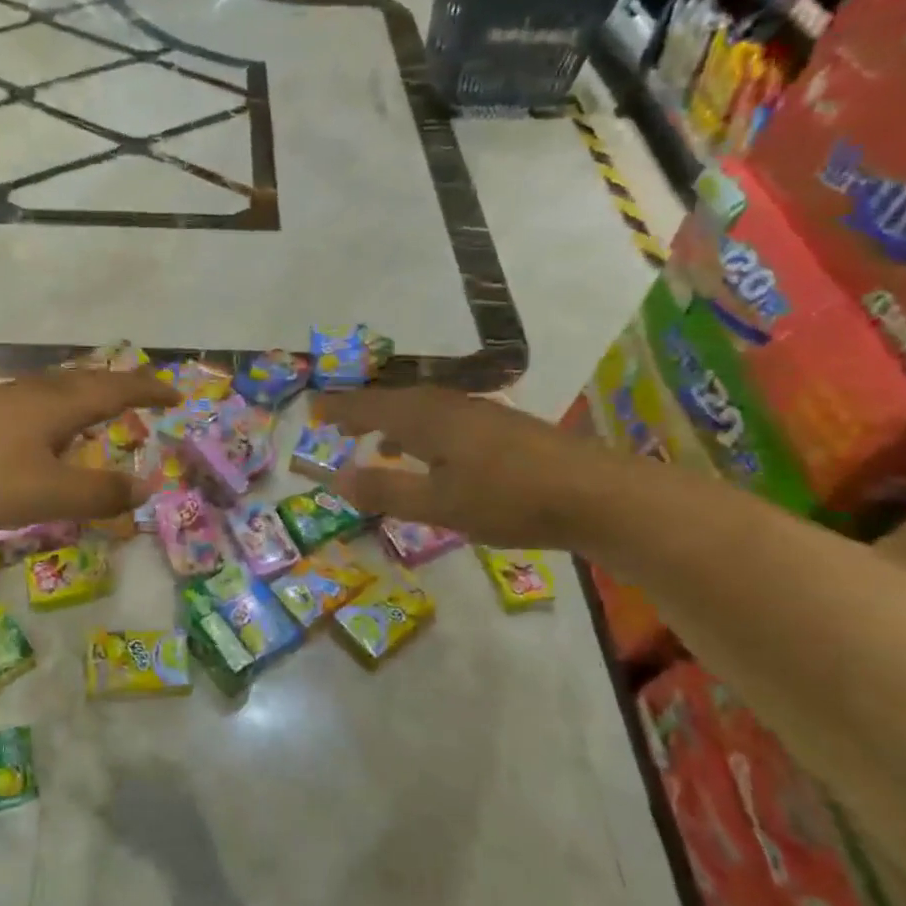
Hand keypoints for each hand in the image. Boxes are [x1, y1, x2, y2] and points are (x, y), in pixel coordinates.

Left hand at [0, 370, 178, 527]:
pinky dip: (57, 403)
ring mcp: (5, 395)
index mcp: (62, 404)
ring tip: (97, 404)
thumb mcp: (54, 495)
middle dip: (120, 385)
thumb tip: (147, 488)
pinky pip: (35, 397)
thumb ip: (102, 493)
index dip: (149, 392)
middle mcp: (38, 391)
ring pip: (58, 385)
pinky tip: (43, 423)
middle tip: (142, 393)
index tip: (176, 395)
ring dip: (86, 391)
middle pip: (88, 379)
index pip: (118, 391)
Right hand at [314, 387, 611, 547]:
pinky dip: (419, 431)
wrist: (594, 493)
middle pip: (393, 400)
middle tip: (334, 422)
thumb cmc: (507, 499)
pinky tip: (429, 455)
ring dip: (390, 421)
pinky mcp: (499, 428)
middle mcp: (446, 405)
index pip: (368, 406)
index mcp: (425, 418)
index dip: (339, 409)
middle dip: (361, 411)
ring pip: (419, 409)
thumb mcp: (438, 504)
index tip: (311, 410)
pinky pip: (441, 420)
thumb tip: (335, 479)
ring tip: (372, 440)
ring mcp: (476, 413)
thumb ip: (386, 491)